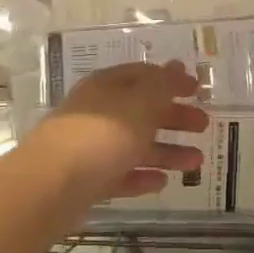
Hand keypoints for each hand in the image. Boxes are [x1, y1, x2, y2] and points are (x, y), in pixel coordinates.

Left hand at [27, 60, 208, 209]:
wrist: (49, 187)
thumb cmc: (101, 135)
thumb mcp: (140, 103)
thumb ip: (163, 86)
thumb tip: (178, 66)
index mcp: (107, 86)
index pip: (143, 75)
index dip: (171, 80)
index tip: (197, 89)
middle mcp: (98, 113)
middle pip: (141, 111)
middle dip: (174, 118)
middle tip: (204, 125)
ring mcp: (90, 147)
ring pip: (134, 145)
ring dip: (166, 152)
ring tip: (197, 163)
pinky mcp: (86, 180)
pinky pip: (121, 174)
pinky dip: (142, 176)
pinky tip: (162, 183)